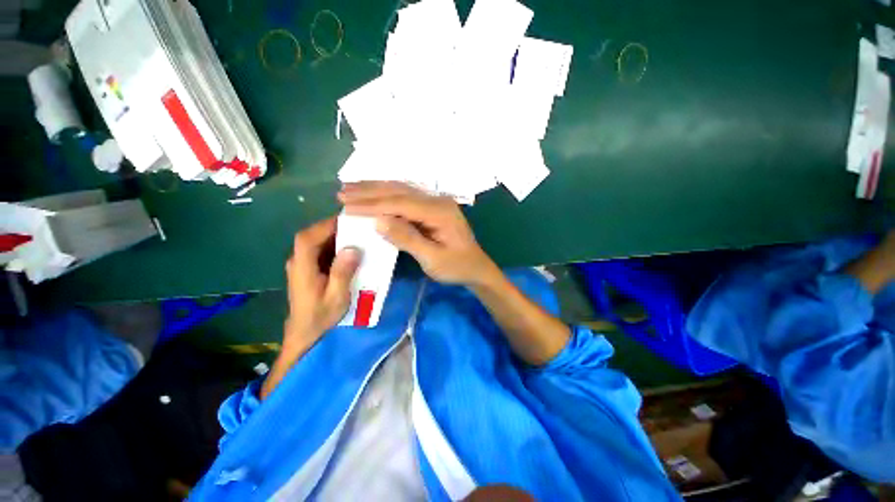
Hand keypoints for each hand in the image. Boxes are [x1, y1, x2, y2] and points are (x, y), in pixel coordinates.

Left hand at [284, 217, 360, 351]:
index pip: (308, 238)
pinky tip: (348, 247)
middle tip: (356, 225)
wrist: (305, 332)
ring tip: (355, 233)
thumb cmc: (321, 316)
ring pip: (315, 241)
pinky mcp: (307, 267)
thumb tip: (352, 248)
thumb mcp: (336, 297)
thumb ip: (342, 272)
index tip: (347, 220)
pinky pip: (319, 249)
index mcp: (302, 267)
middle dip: (332, 227)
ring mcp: (301, 264)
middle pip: (310, 236)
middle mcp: (298, 261)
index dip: (325, 225)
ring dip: (333, 235)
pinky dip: (332, 244)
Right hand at [338, 181, 498, 286]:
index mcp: (439, 211)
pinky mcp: (433, 207)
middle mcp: (437, 200)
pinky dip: (388, 194)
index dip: (372, 204)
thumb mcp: (432, 259)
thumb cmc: (456, 267)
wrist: (476, 267)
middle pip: (399, 191)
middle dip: (369, 191)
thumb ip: (407, 239)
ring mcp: (436, 202)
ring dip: (376, 188)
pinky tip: (375, 192)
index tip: (346, 206)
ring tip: (351, 188)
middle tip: (342, 192)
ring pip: (402, 190)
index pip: (400, 203)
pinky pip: (407, 196)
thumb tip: (378, 220)